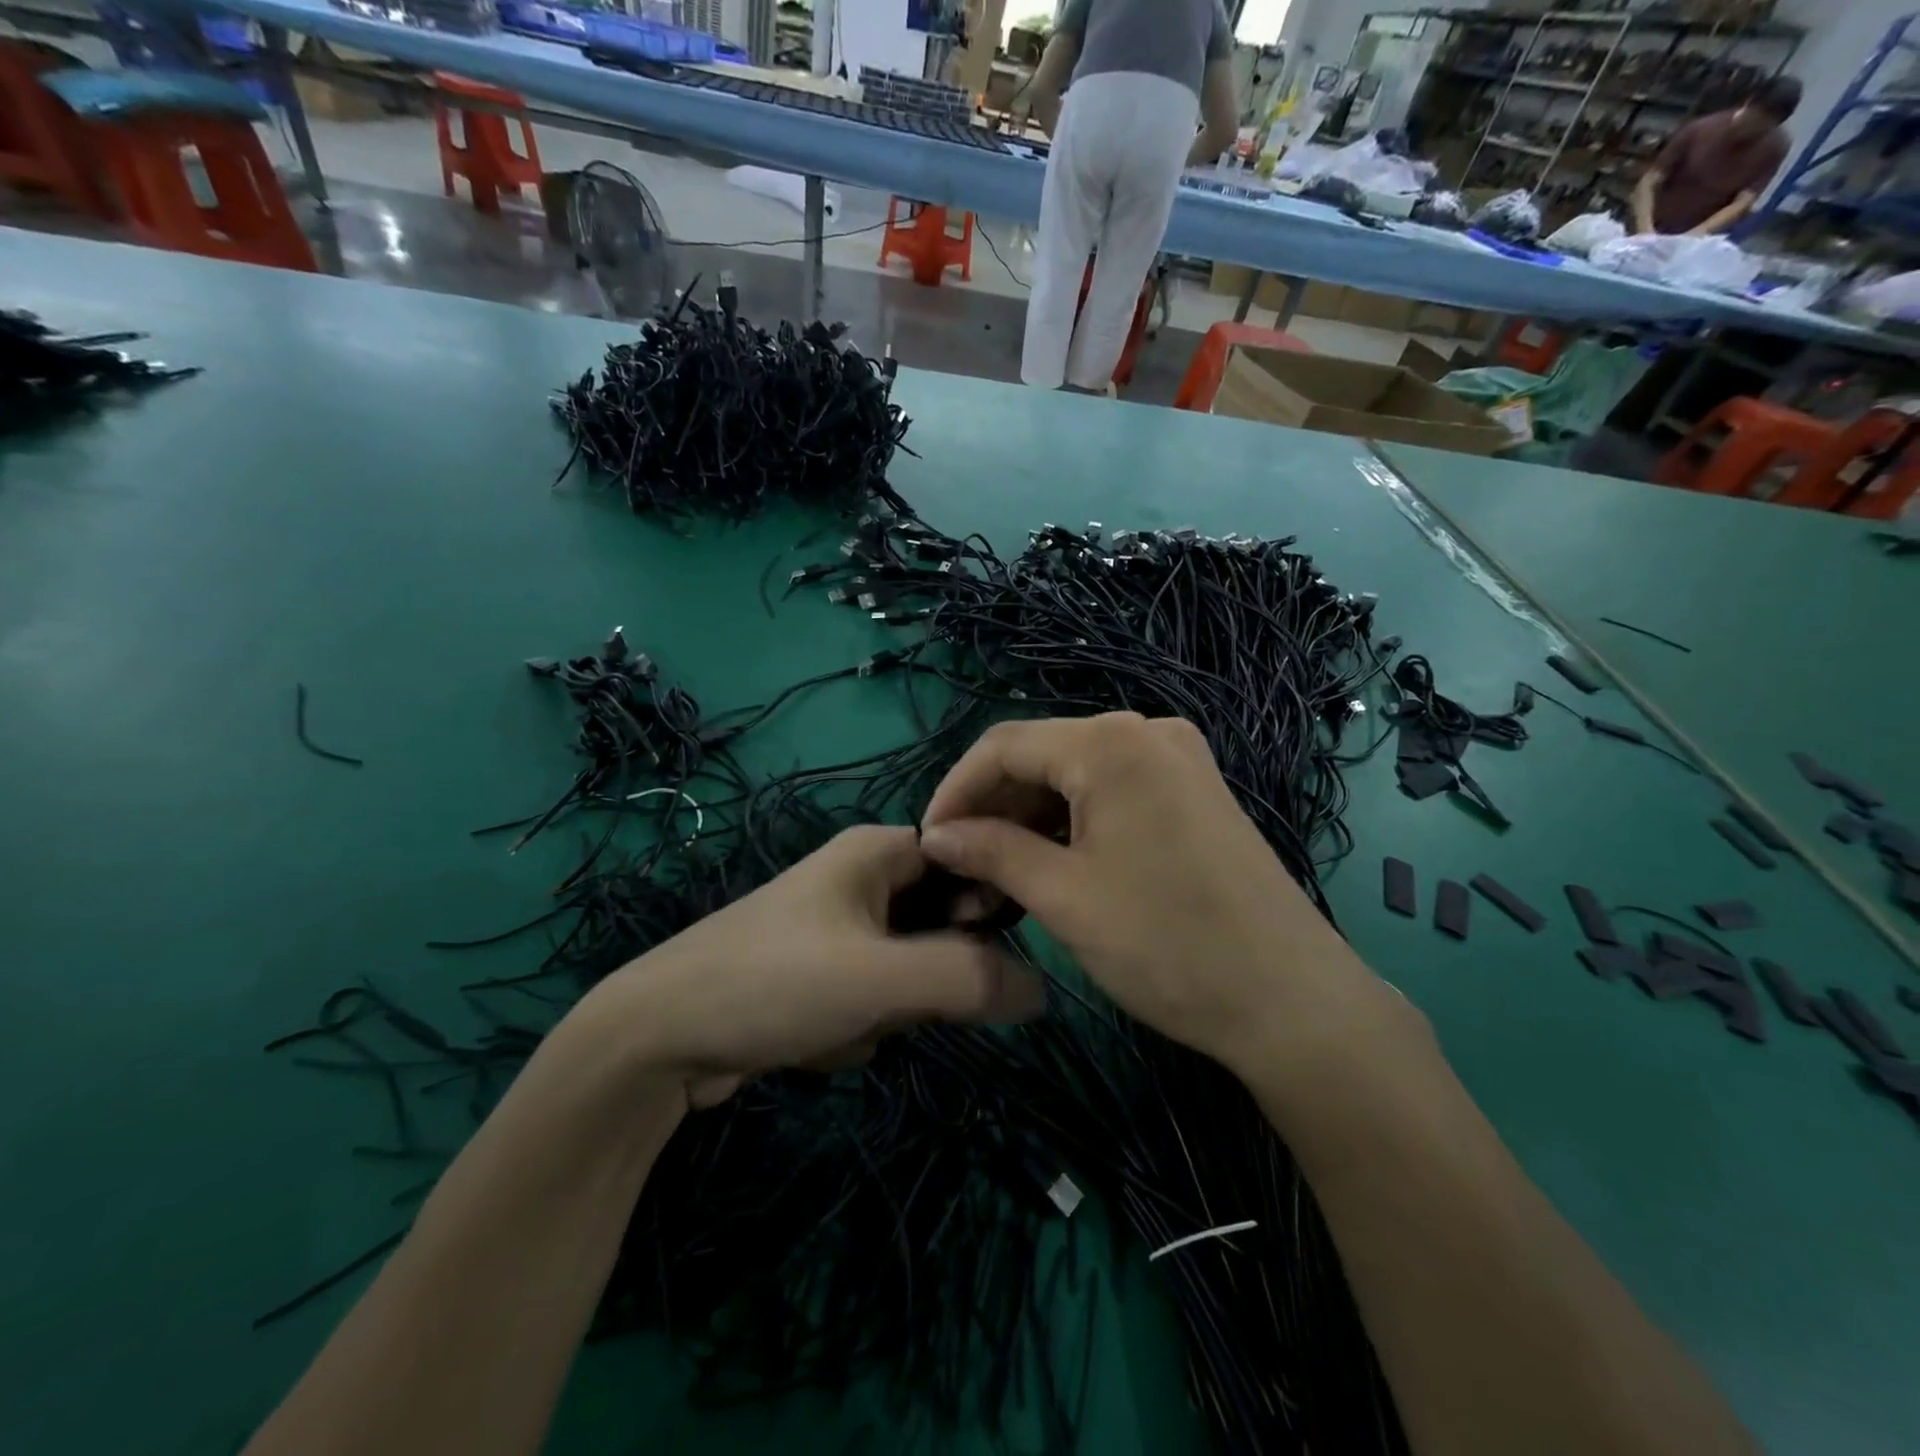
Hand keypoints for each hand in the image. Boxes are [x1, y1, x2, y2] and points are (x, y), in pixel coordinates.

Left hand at [586, 825, 1043, 1106]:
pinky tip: (814, 1040)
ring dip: (890, 1008)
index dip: (987, 901)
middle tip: (898, 999)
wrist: (654, 1040)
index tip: (983, 952)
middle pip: (942, 920)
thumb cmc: (773, 984)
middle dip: (926, 974)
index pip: (968, 856)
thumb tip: (1044, 989)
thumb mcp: (881, 977)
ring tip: (841, 1022)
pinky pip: (873, 997)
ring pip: (910, 968)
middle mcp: (860, 878)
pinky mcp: (819, 975)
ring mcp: (837, 929)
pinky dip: (859, 1024)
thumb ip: (970, 977)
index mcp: (877, 851)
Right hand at [918, 714, 1400, 1078]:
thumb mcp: (1064, 897)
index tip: (926, 843)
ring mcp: (1177, 759)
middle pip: (1041, 757)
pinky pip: (1112, 791)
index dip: (955, 791)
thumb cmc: (1167, 944)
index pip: (1004, 746)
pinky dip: (1072, 824)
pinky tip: (1048, 865)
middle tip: (961, 871)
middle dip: (993, 810)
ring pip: (1075, 777)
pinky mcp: (1194, 790)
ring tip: (997, 878)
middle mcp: (1146, 731)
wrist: (1290, 999)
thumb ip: (991, 852)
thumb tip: (936, 836)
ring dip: (1029, 820)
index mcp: (1111, 743)